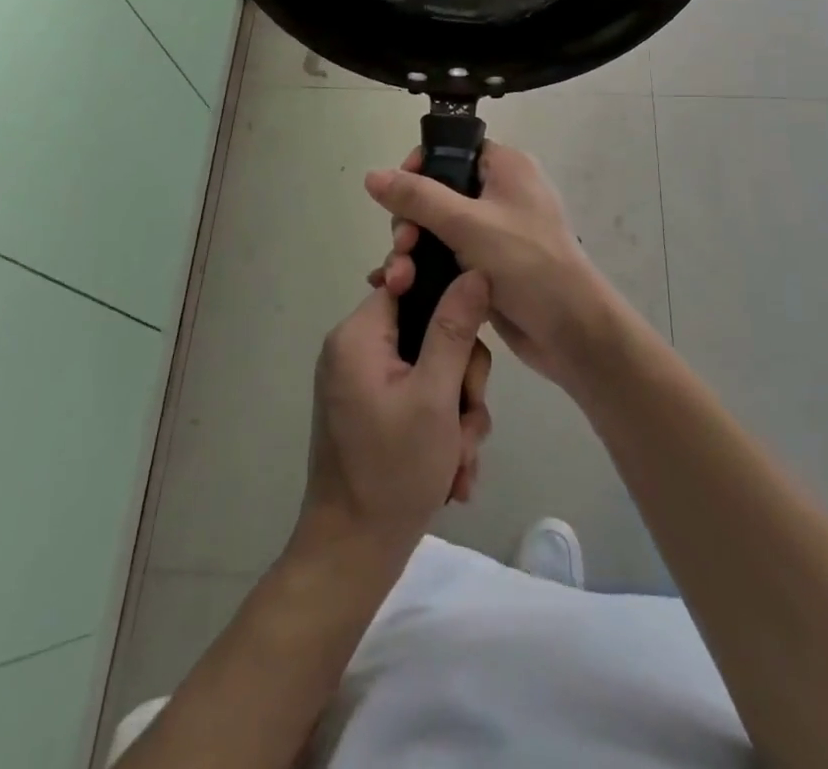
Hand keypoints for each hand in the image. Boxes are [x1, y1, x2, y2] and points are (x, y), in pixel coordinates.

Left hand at [298, 273, 493, 561]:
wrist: (352, 556)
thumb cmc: (392, 470)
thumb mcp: (435, 396)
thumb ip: (455, 328)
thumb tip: (474, 271)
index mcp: (358, 335)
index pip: (409, 283)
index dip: (449, 300)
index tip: (474, 333)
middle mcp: (357, 351)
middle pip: (429, 331)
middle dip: (461, 379)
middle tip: (466, 420)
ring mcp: (366, 383)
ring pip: (434, 369)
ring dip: (458, 413)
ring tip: (459, 458)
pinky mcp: (376, 412)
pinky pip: (421, 398)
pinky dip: (442, 429)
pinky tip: (452, 471)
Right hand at [364, 143, 628, 392]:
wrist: (571, 332)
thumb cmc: (526, 264)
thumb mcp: (467, 224)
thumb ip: (417, 198)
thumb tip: (372, 174)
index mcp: (505, 167)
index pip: (452, 150)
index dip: (419, 168)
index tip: (397, 197)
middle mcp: (501, 193)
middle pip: (438, 192)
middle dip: (411, 222)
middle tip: (403, 248)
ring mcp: (495, 232)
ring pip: (438, 229)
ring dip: (413, 252)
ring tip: (399, 280)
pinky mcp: (489, 266)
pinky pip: (448, 257)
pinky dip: (426, 269)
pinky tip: (399, 289)